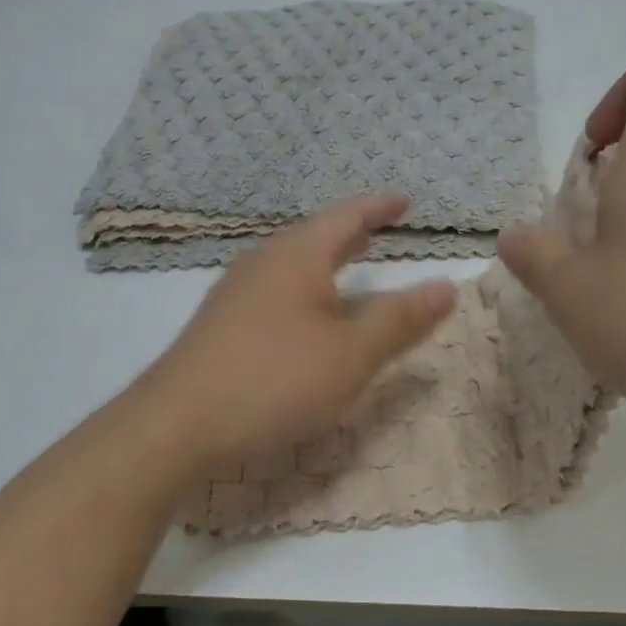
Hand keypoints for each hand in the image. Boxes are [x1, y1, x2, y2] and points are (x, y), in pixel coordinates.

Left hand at [142, 196, 456, 472]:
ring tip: (348, 265)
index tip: (406, 202)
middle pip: (314, 236)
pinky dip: (303, 287)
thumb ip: (399, 320)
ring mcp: (235, 292)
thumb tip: (448, 286)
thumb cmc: (274, 380)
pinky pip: (273, 289)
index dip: (379, 208)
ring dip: (324, 260)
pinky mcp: (220, 323)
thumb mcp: (351, 355)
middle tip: (380, 229)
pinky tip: (303, 314)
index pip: (346, 217)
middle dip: (351, 232)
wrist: (178, 424)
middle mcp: (263, 262)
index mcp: (297, 256)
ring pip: (291, 263)